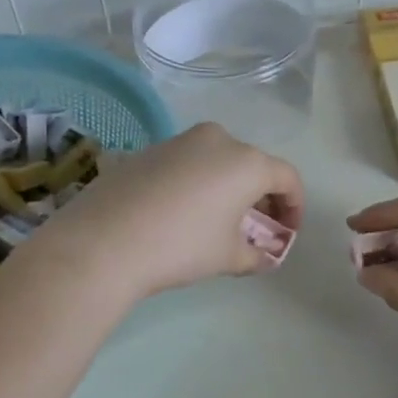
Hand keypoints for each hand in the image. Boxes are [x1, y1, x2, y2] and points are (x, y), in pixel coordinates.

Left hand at [29, 123, 303, 298]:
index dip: (294, 206)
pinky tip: (183, 213)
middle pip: (253, 165)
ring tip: (219, 222)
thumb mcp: (227, 257)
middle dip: (261, 197)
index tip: (287, 233)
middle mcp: (218, 140)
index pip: (287, 177)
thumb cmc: (181, 246)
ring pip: (218, 161)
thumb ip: (255, 255)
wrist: (104, 241)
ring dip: (228, 188)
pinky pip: (188, 164)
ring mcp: (180, 141)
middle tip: (257, 229)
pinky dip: (198, 184)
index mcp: (247, 162)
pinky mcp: (149, 151)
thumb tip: (265, 257)